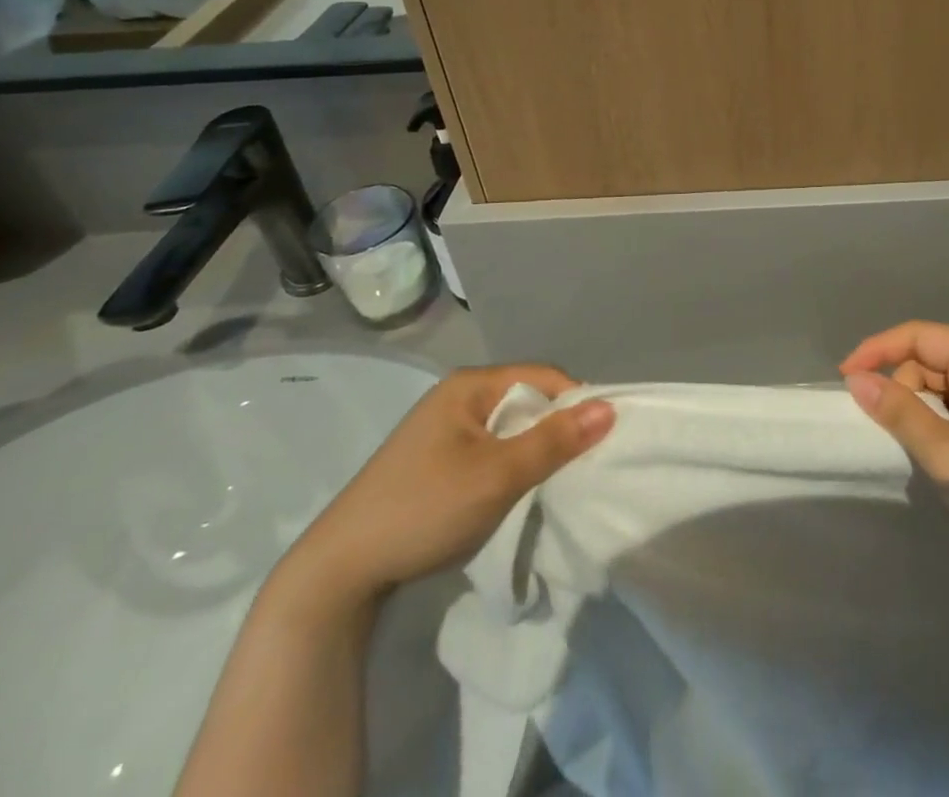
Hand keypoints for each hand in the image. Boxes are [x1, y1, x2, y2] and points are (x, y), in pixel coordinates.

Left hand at [276, 364, 613, 611]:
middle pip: (526, 399)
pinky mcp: (436, 459)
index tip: (598, 440)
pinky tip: (515, 489)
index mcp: (470, 385)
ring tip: (551, 480)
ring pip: (509, 427)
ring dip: (532, 449)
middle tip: (577, 464)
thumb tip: (609, 407)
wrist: (339, 572)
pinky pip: (490, 447)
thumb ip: (554, 441)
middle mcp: (458, 396)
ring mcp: (443, 428)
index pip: (542, 377)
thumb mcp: (497, 475)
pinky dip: (510, 464)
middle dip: (555, 428)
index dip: (575, 403)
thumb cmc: (423, 509)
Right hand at [840, 322, 948, 506]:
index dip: (878, 349)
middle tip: (882, 427)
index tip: (844, 377)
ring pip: (939, 384)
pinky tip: (932, 449)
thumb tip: (855, 380)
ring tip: (910, 444)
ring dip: (917, 406)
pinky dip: (934, 420)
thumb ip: (900, 412)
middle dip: (899, 384)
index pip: (919, 335)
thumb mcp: (946, 453)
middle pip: (928, 358)